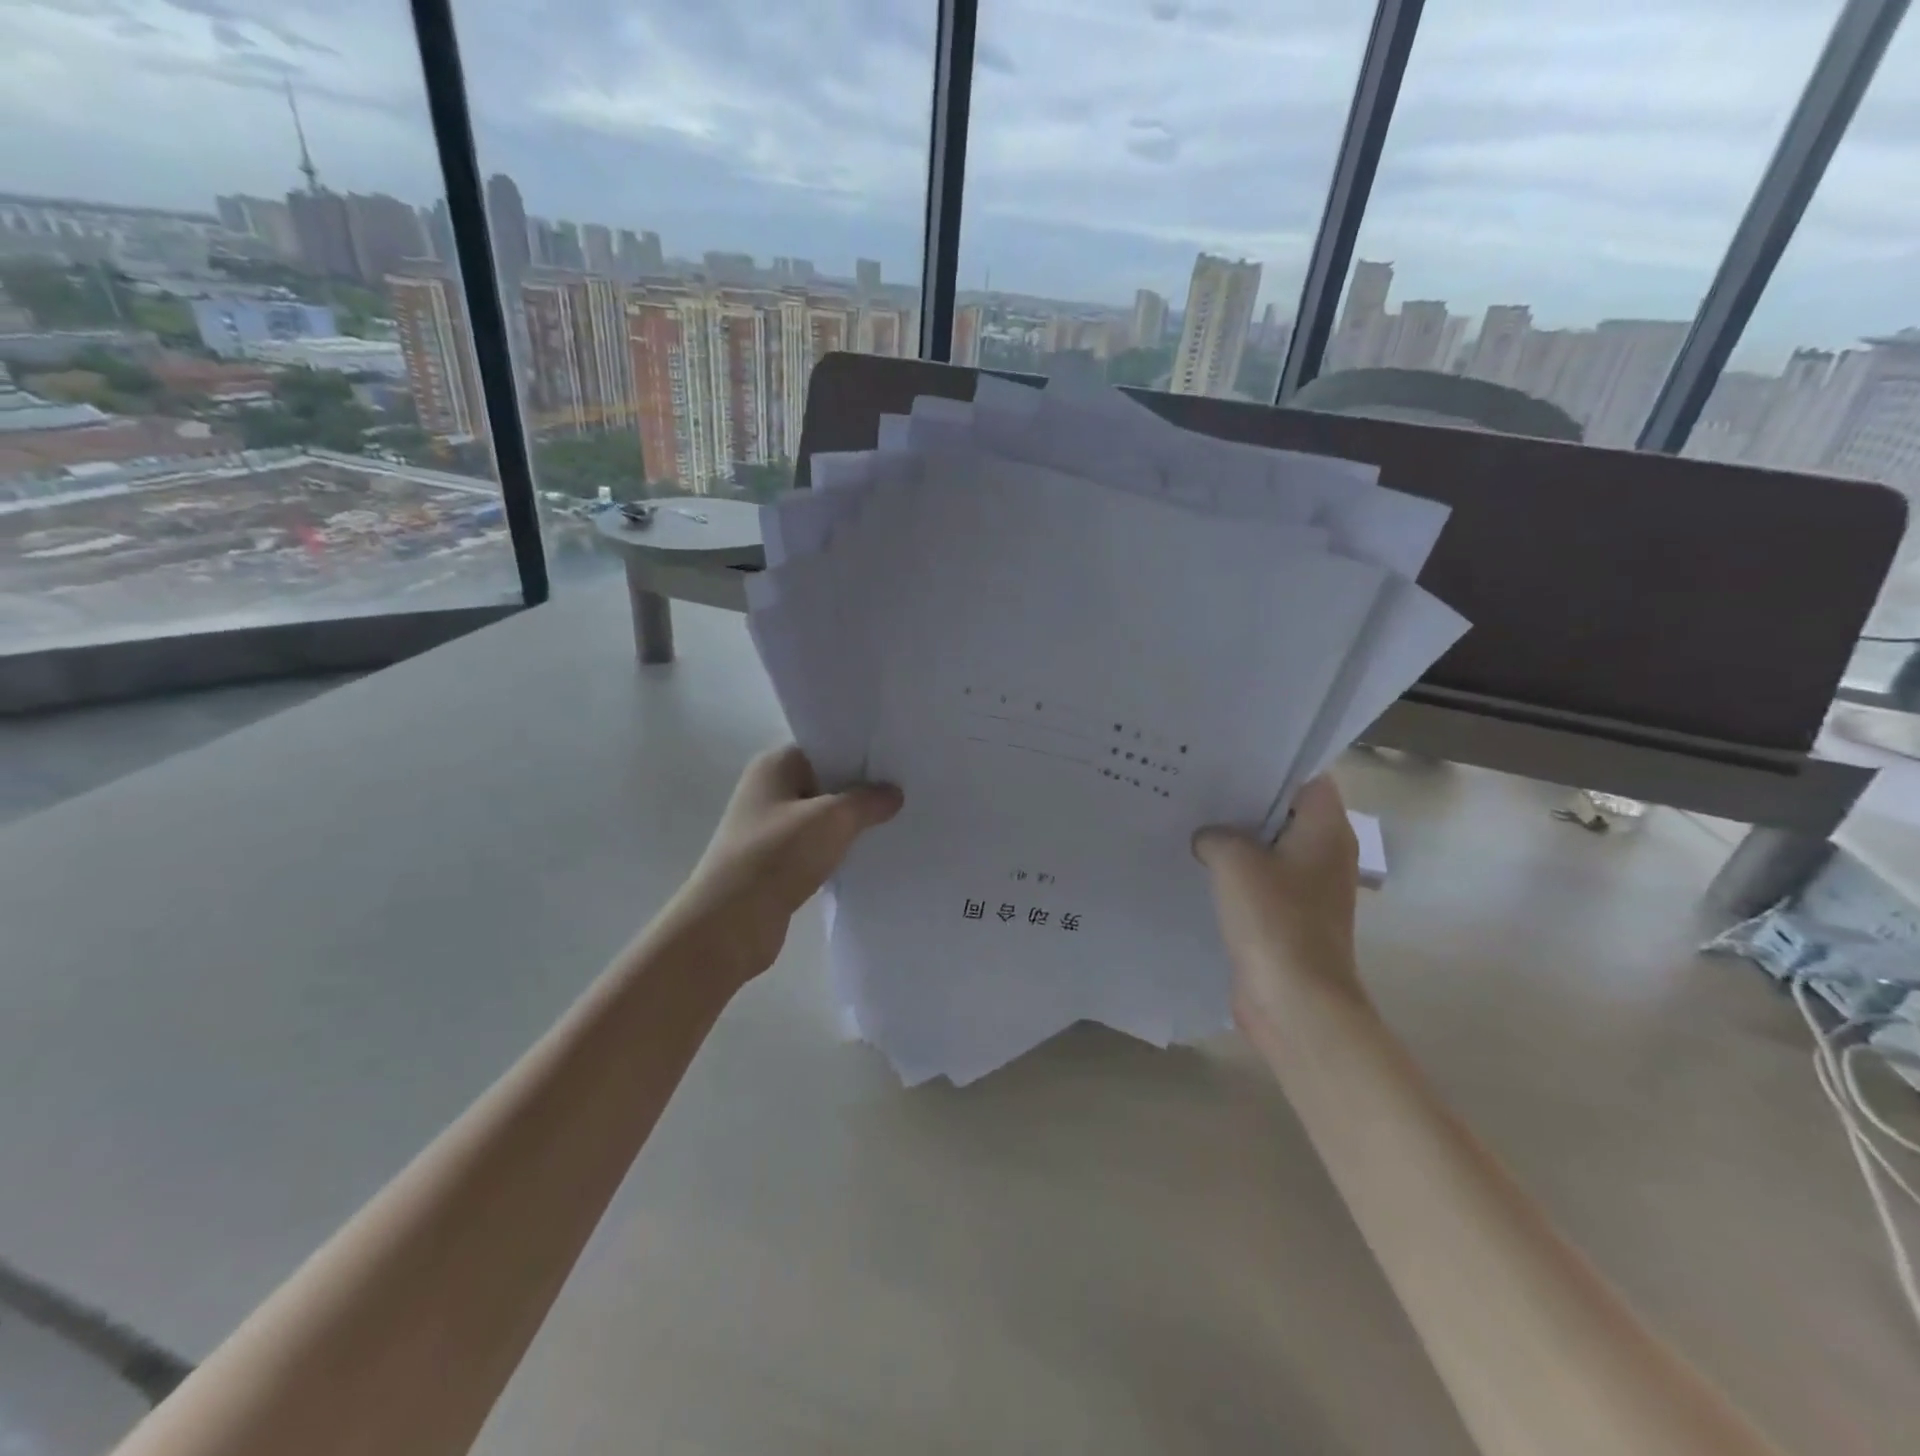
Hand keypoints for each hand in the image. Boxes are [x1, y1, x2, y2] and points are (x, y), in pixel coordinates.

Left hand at [676, 746, 902, 975]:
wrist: (731, 923)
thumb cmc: (778, 855)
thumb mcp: (832, 819)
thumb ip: (867, 801)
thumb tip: (893, 793)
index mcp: (775, 766)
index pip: (824, 746)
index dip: (860, 752)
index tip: (897, 761)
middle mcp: (768, 790)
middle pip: (825, 781)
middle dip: (861, 789)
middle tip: (907, 790)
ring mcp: (770, 828)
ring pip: (822, 817)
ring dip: (850, 824)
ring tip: (895, 823)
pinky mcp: (775, 863)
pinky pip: (816, 847)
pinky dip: (838, 850)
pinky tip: (868, 856)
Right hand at [1193, 776, 1369, 1038]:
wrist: (1295, 1002)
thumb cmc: (1274, 921)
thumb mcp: (1235, 861)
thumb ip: (1216, 835)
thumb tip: (1208, 838)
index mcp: (1326, 830)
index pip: (1308, 778)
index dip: (1272, 764)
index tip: (1229, 757)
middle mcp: (1324, 853)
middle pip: (1285, 811)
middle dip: (1244, 799)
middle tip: (1198, 782)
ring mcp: (1307, 887)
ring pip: (1268, 847)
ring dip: (1235, 837)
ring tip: (1190, 818)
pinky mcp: (1287, 916)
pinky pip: (1260, 880)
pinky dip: (1234, 872)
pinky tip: (1196, 865)